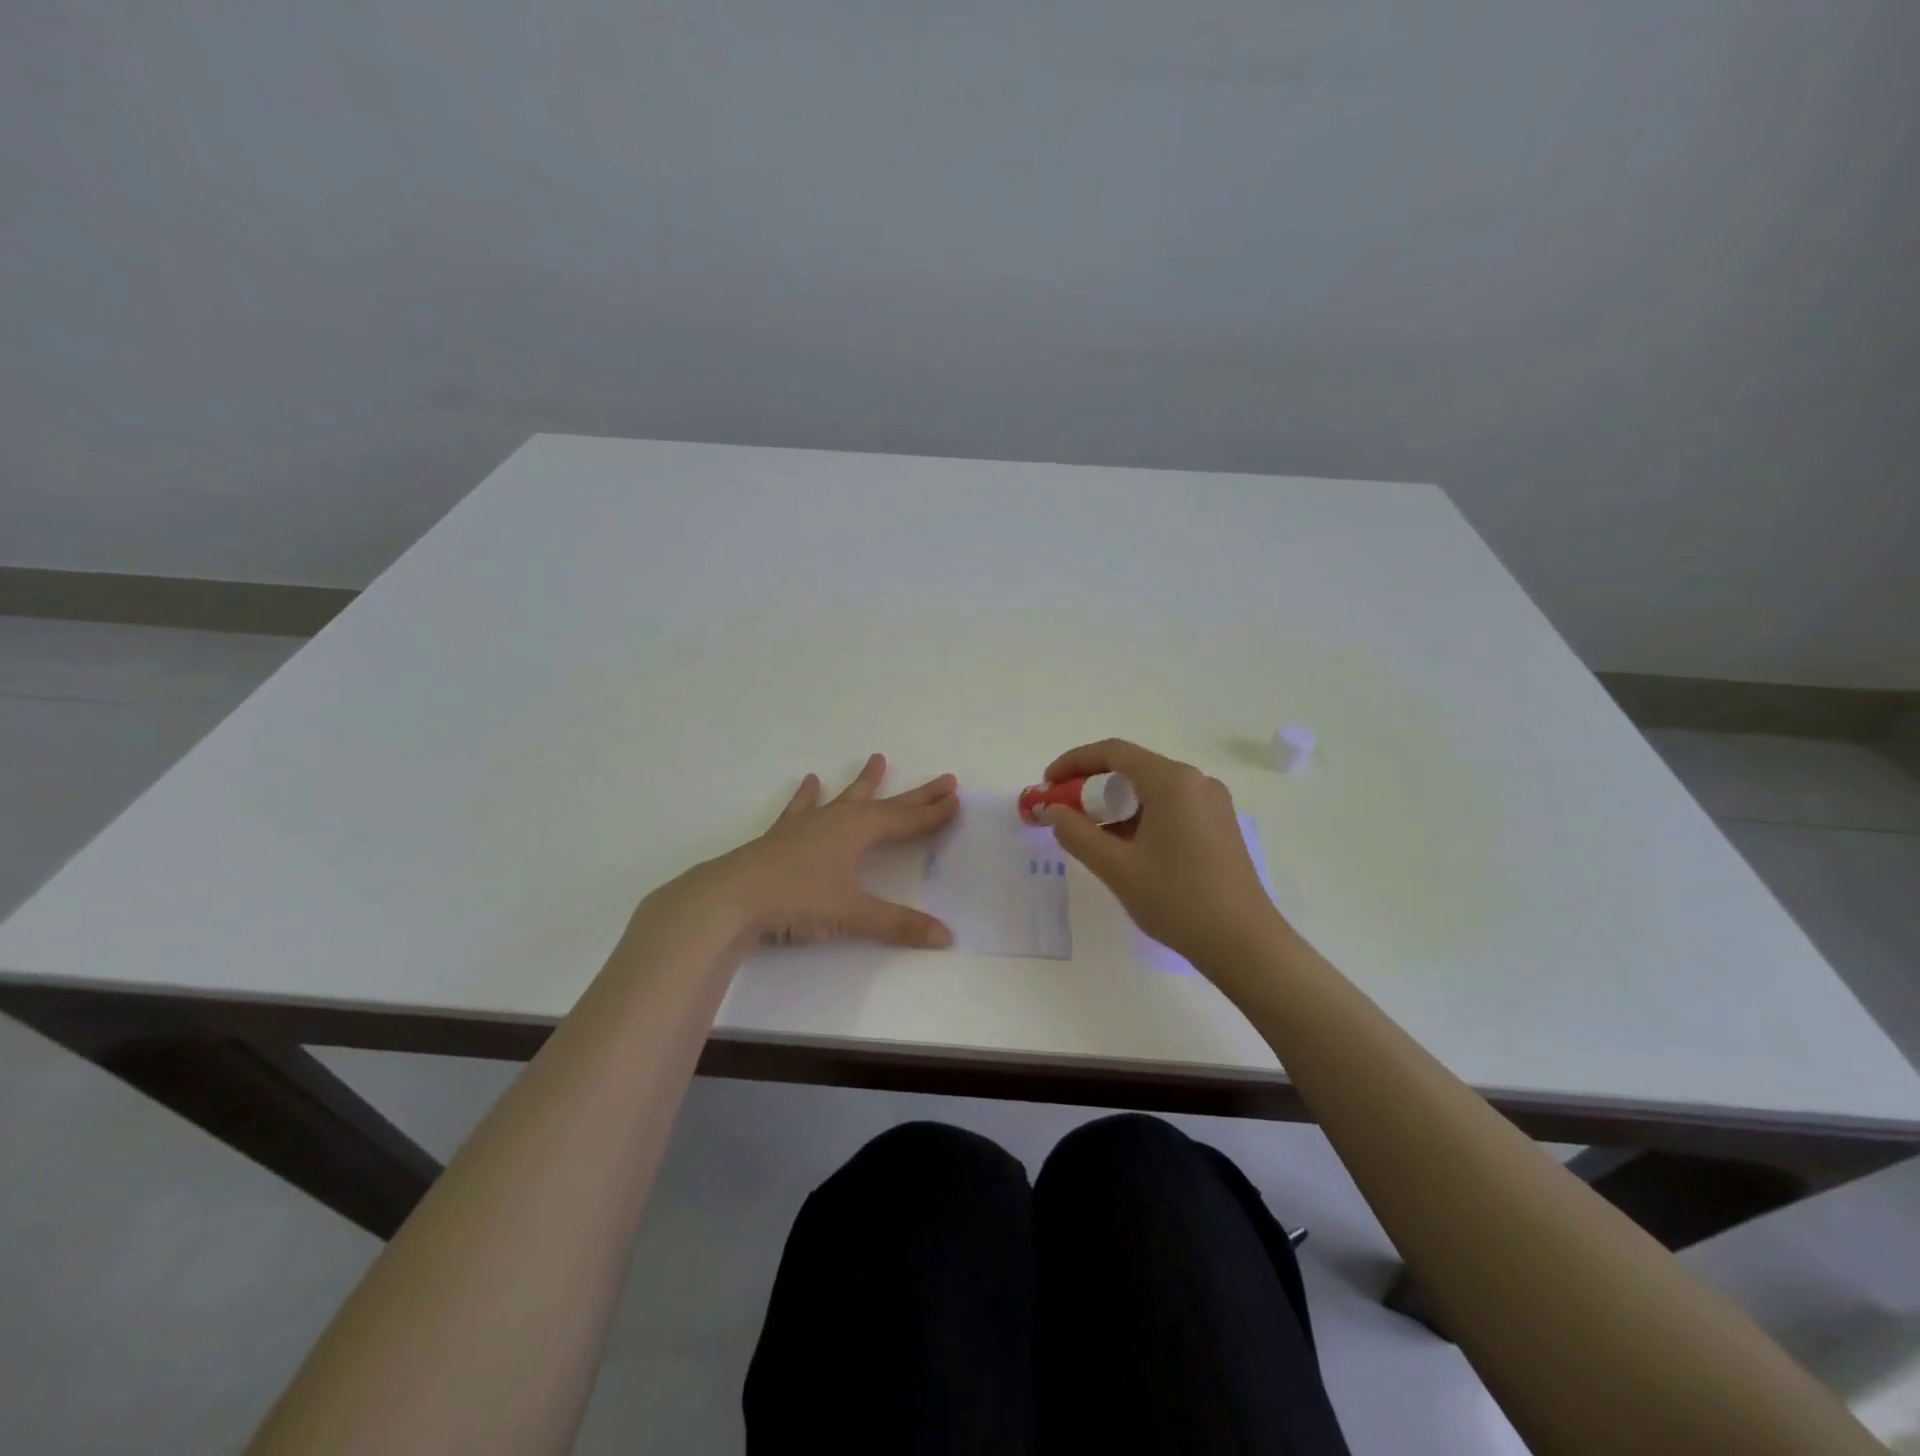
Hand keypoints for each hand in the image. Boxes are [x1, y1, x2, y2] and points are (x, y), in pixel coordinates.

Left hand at [674, 753, 959, 949]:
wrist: (732, 897)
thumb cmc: (798, 900)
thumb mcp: (853, 915)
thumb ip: (899, 925)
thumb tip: (946, 937)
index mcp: (860, 831)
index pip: (908, 820)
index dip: (933, 813)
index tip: (956, 799)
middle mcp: (838, 819)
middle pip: (887, 804)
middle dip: (917, 794)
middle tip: (944, 779)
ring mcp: (808, 824)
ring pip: (845, 797)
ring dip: (865, 782)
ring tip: (878, 759)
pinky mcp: (783, 835)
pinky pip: (801, 808)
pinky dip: (808, 796)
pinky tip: (809, 781)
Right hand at [1037, 739, 1288, 965]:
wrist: (1245, 945)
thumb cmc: (1178, 900)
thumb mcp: (1117, 867)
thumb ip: (1077, 833)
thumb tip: (1052, 811)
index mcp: (1173, 781)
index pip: (1112, 752)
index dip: (1073, 763)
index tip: (1046, 785)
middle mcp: (1196, 782)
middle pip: (1132, 768)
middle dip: (1091, 786)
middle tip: (1062, 813)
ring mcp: (1212, 804)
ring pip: (1151, 790)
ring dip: (1115, 805)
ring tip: (1088, 835)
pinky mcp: (1219, 826)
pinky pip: (1169, 808)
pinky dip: (1139, 818)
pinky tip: (1123, 848)